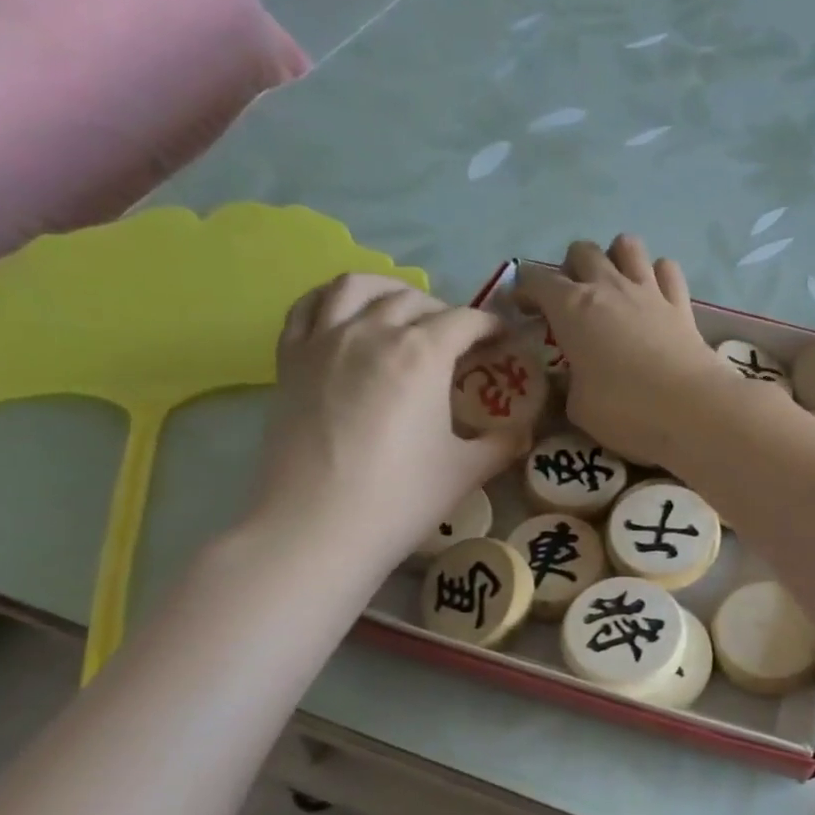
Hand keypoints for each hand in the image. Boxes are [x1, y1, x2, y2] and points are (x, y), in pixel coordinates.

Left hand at [252, 274, 522, 577]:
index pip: (466, 320)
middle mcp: (372, 332)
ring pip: (356, 287)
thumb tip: (524, 432)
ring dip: (388, 290)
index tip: (504, 339)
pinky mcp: (290, 360)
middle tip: (460, 341)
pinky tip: (346, 316)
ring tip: (403, 310)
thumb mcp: (466, 472)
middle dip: (446, 313)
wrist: (317, 528)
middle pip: (414, 300)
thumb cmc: (400, 498)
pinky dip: (332, 300)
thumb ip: (501, 443)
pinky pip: (308, 308)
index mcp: (422, 354)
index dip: (491, 326)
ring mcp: (324, 341)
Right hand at [515, 235, 728, 464]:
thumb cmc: (625, 410)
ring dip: (615, 259)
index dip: (524, 291)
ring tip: (614, 289)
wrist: (692, 410)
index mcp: (572, 308)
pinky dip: (657, 276)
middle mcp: (608, 287)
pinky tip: (654, 297)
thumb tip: (569, 379)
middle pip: (582, 250)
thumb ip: (568, 385)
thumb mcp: (578, 407)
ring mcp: (648, 291)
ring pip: (627, 245)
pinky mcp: (681, 304)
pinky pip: (667, 269)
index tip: (522, 311)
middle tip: (572, 302)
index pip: (536, 280)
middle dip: (571, 269)